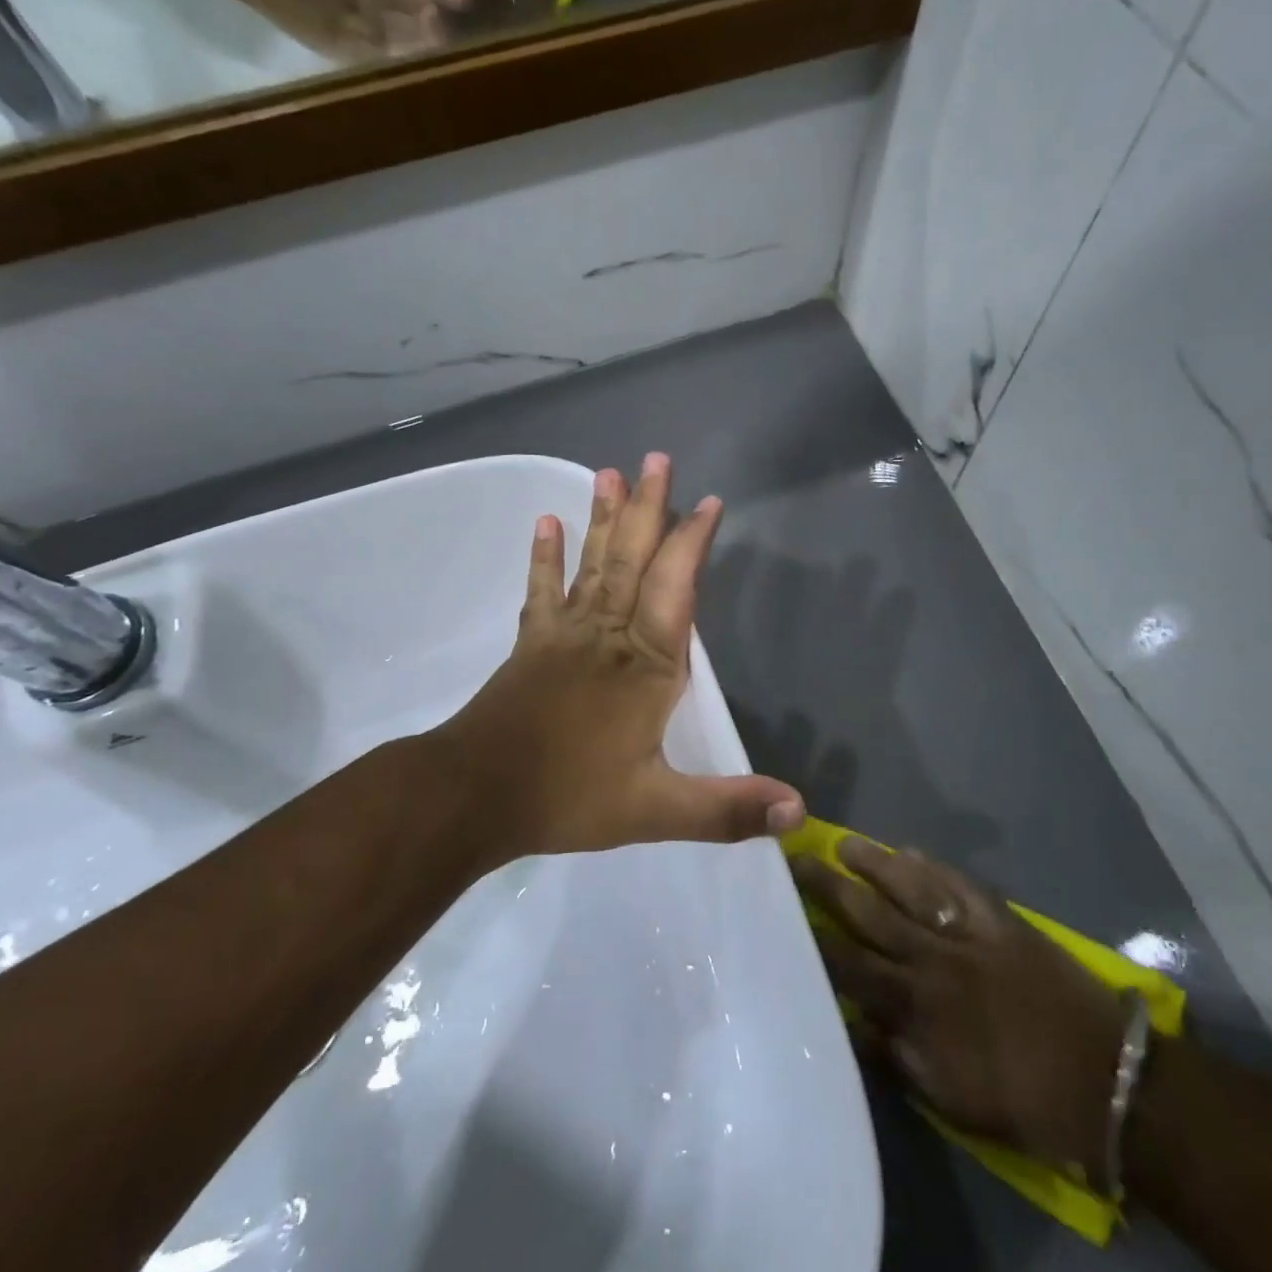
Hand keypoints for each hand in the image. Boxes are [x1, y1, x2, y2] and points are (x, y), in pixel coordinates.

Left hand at [430, 454, 806, 861]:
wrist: (473, 797)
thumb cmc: (567, 797)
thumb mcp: (655, 811)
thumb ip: (726, 809)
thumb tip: (799, 813)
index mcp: (645, 666)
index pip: (675, 589)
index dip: (693, 543)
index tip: (708, 502)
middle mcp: (608, 636)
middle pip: (632, 560)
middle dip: (649, 508)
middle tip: (657, 458)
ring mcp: (565, 635)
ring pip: (592, 565)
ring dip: (604, 519)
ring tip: (610, 473)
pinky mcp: (532, 645)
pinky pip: (541, 592)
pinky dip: (544, 557)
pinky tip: (546, 522)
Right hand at [793, 840, 1126, 1174]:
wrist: (1104, 1080)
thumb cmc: (1021, 1099)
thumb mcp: (948, 1098)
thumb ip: (893, 1057)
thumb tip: (849, 1020)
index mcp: (915, 1005)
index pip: (848, 963)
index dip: (813, 936)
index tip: (783, 909)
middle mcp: (932, 959)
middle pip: (869, 913)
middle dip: (828, 886)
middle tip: (797, 858)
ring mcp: (968, 934)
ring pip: (909, 888)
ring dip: (874, 864)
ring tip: (844, 843)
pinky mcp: (1002, 920)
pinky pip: (958, 884)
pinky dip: (933, 867)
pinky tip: (912, 852)